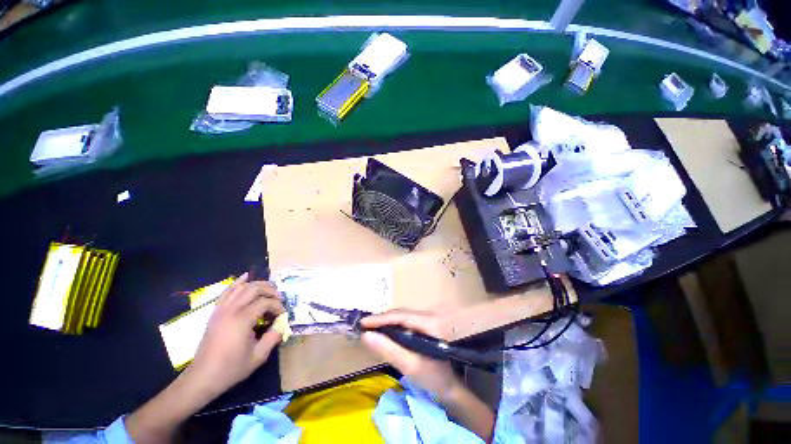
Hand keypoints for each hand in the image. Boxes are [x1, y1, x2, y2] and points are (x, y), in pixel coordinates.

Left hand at [186, 273, 284, 396]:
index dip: (278, 306)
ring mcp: (221, 310)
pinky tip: (245, 276)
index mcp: (242, 319)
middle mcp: (231, 310)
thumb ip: (274, 336)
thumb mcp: (258, 356)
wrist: (202, 377)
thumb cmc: (231, 368)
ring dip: (257, 284)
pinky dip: (237, 283)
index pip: (266, 302)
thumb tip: (283, 323)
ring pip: (241, 287)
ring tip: (269, 288)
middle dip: (270, 290)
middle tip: (279, 298)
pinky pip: (226, 292)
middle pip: (254, 289)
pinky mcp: (215, 312)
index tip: (283, 315)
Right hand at [361, 309, 462, 401]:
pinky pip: (412, 317)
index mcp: (432, 322)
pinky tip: (391, 329)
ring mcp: (435, 314)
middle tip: (366, 326)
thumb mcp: (411, 366)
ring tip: (375, 327)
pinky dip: (399, 322)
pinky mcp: (434, 319)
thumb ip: (389, 350)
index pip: (402, 315)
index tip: (363, 323)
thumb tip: (366, 335)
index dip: (381, 318)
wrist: (453, 384)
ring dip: (391, 320)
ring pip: (407, 313)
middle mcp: (434, 313)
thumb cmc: (434, 378)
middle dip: (384, 319)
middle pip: (404, 312)